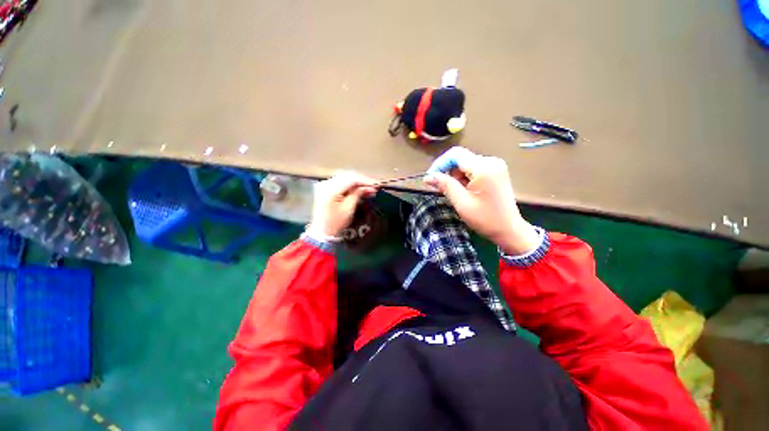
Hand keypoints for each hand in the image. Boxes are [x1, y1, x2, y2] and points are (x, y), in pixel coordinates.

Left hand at [307, 172, 376, 237]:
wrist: (322, 232)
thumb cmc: (335, 223)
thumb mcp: (349, 209)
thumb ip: (358, 194)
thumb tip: (368, 187)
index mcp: (330, 189)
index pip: (351, 179)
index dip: (365, 181)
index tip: (375, 185)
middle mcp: (325, 184)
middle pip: (348, 176)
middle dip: (362, 181)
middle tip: (373, 187)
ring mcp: (324, 185)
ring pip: (344, 178)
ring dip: (357, 182)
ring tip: (368, 189)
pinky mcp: (325, 188)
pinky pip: (340, 182)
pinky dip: (350, 185)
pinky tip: (358, 189)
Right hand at [424, 147, 540, 254]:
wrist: (509, 229)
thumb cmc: (485, 219)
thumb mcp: (462, 203)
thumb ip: (445, 185)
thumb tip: (428, 177)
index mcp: (484, 168)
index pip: (455, 154)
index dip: (439, 164)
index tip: (430, 178)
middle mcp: (491, 161)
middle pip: (460, 158)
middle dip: (447, 172)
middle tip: (441, 189)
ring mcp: (495, 166)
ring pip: (465, 164)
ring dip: (455, 176)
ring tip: (455, 193)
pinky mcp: (495, 171)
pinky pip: (473, 169)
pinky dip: (464, 178)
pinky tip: (464, 191)